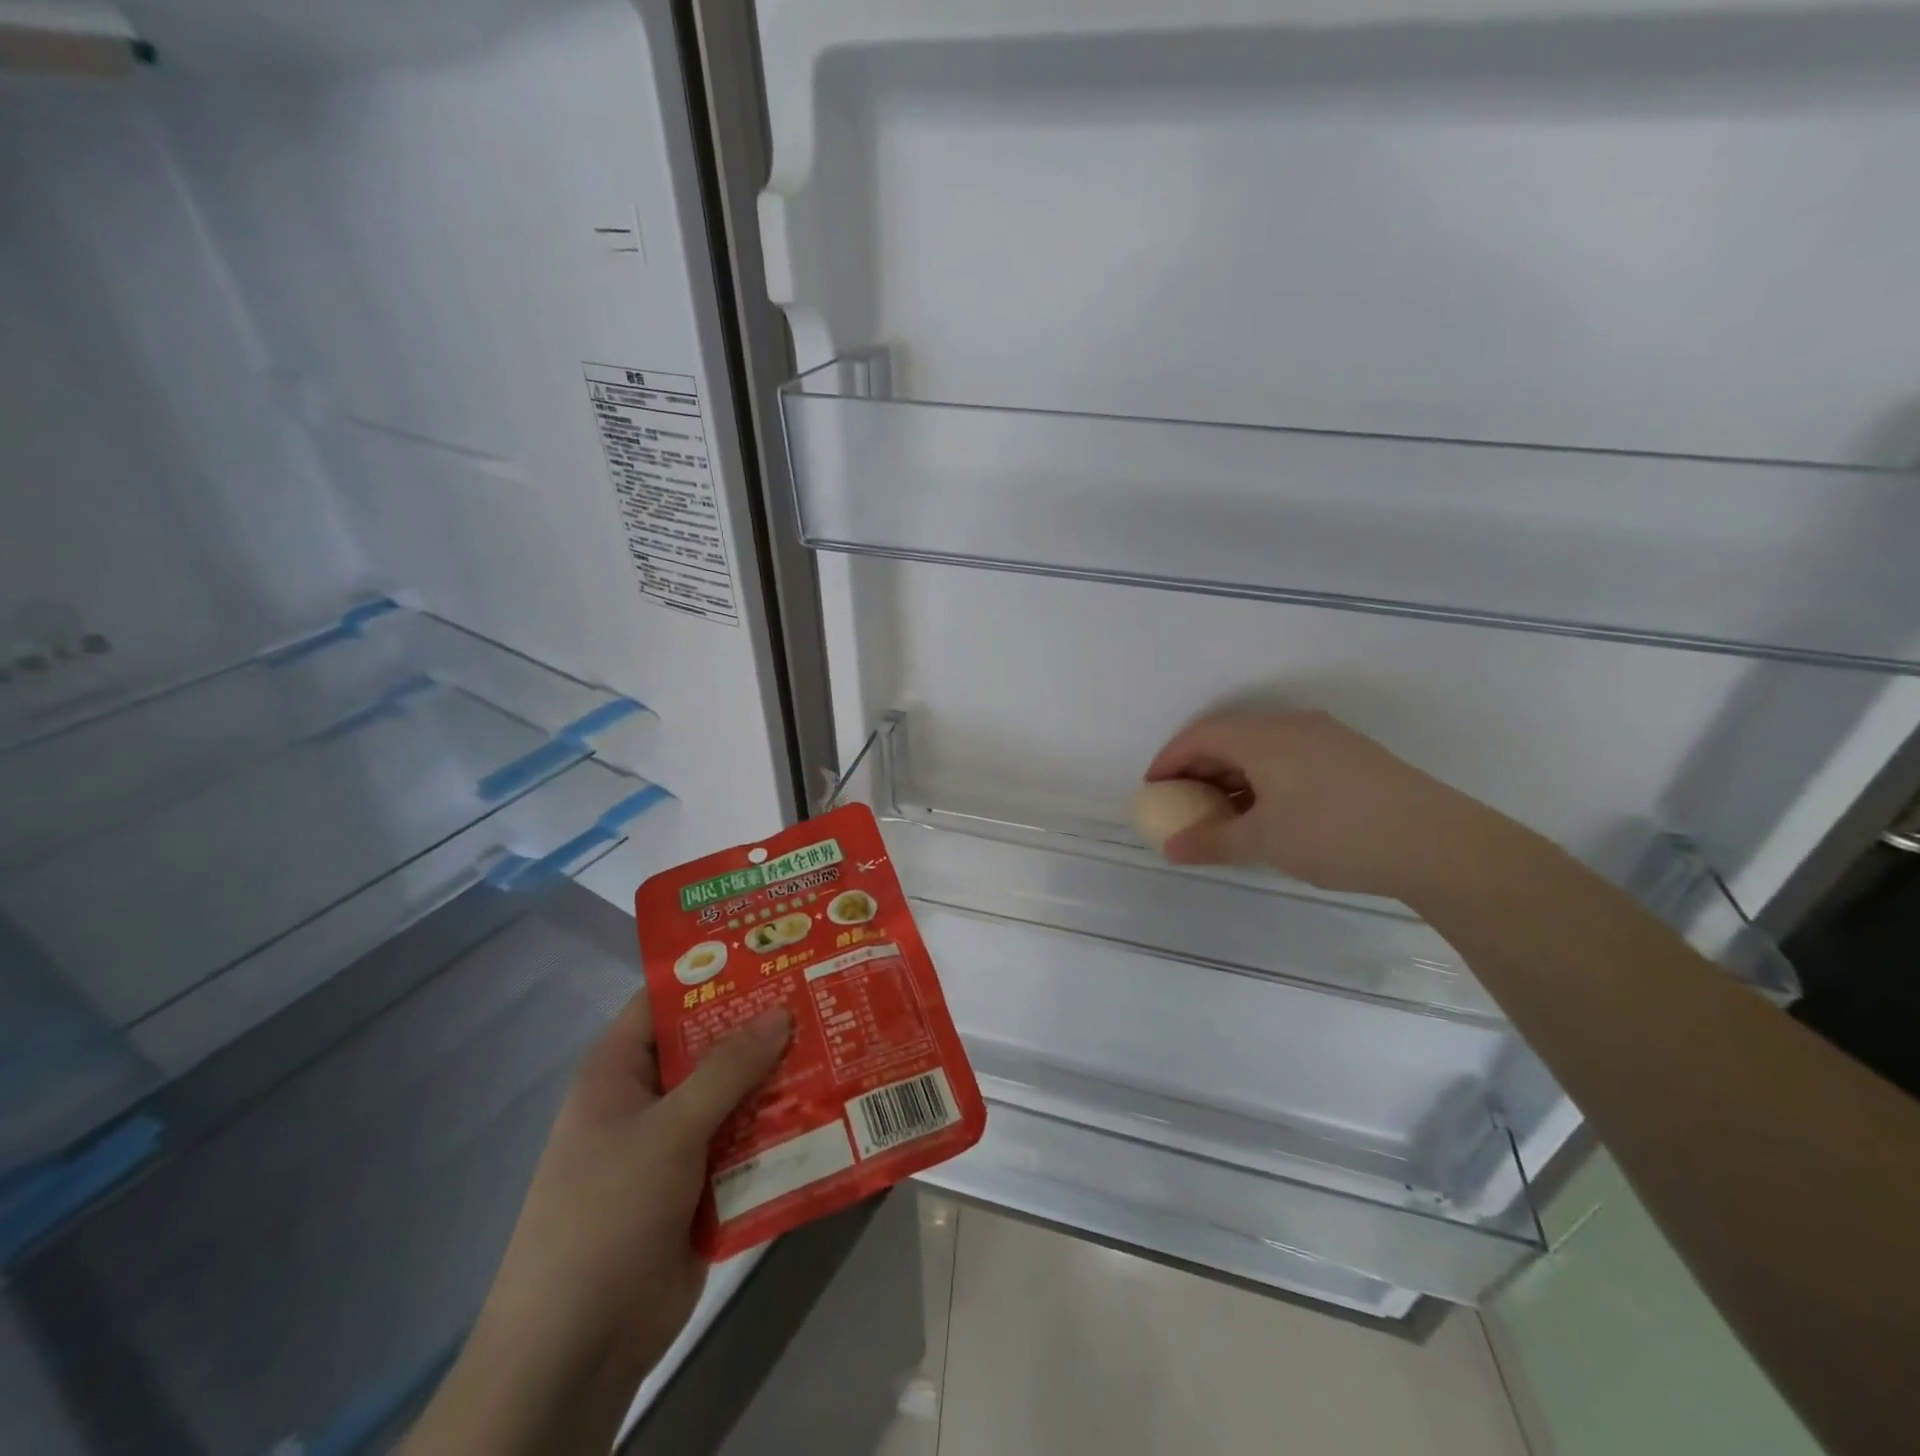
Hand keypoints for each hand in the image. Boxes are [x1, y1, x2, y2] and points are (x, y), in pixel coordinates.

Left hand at [405, 993, 790, 1455]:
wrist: (577, 1350)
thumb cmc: (606, 1215)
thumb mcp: (668, 1131)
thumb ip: (726, 1069)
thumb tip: (781, 1011)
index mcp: (620, 1070)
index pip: (667, 999)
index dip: (715, 971)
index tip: (773, 948)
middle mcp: (648, 1098)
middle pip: (710, 1045)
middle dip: (762, 1024)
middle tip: (822, 990)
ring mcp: (676, 1144)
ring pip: (736, 1093)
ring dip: (779, 1077)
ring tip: (840, 1040)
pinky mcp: (701, 1185)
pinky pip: (746, 1141)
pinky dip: (780, 1127)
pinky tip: (831, 1107)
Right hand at [1144, 709, 1489, 897]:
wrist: (1435, 842)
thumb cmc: (1333, 834)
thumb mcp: (1263, 841)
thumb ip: (1211, 842)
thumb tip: (1171, 849)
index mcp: (1262, 736)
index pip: (1199, 736)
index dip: (1169, 760)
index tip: (1152, 789)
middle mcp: (1291, 725)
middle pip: (1229, 736)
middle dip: (1199, 768)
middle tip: (1183, 802)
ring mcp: (1326, 736)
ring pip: (1261, 747)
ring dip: (1233, 775)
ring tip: (1223, 812)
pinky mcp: (1351, 755)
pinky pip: (1289, 756)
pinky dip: (1264, 778)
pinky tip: (1269, 811)